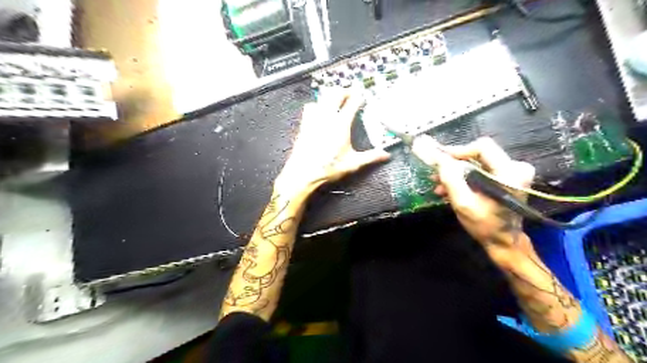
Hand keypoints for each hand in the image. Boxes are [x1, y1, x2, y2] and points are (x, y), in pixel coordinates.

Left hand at [277, 90, 391, 192]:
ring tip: (337, 99)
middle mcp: (327, 117)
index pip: (352, 103)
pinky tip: (320, 111)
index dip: (359, 97)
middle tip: (351, 94)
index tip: (363, 97)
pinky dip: (317, 104)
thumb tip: (386, 155)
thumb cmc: (328, 168)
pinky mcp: (305, 124)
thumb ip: (370, 157)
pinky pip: (310, 106)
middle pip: (335, 93)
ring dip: (331, 95)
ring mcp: (314, 119)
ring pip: (322, 97)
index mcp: (341, 125)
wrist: (304, 173)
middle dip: (344, 90)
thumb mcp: (352, 163)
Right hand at [414, 136, 535, 254]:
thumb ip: (451, 179)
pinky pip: (479, 171)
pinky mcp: (504, 179)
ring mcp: (510, 173)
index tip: (438, 159)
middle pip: (477, 154)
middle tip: (435, 174)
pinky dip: (463, 179)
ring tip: (439, 186)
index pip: (481, 147)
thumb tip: (438, 158)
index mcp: (510, 172)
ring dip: (455, 173)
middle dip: (453, 164)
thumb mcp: (463, 203)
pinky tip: (448, 190)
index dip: (458, 151)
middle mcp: (515, 167)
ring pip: (476, 163)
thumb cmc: (485, 225)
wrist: (503, 242)